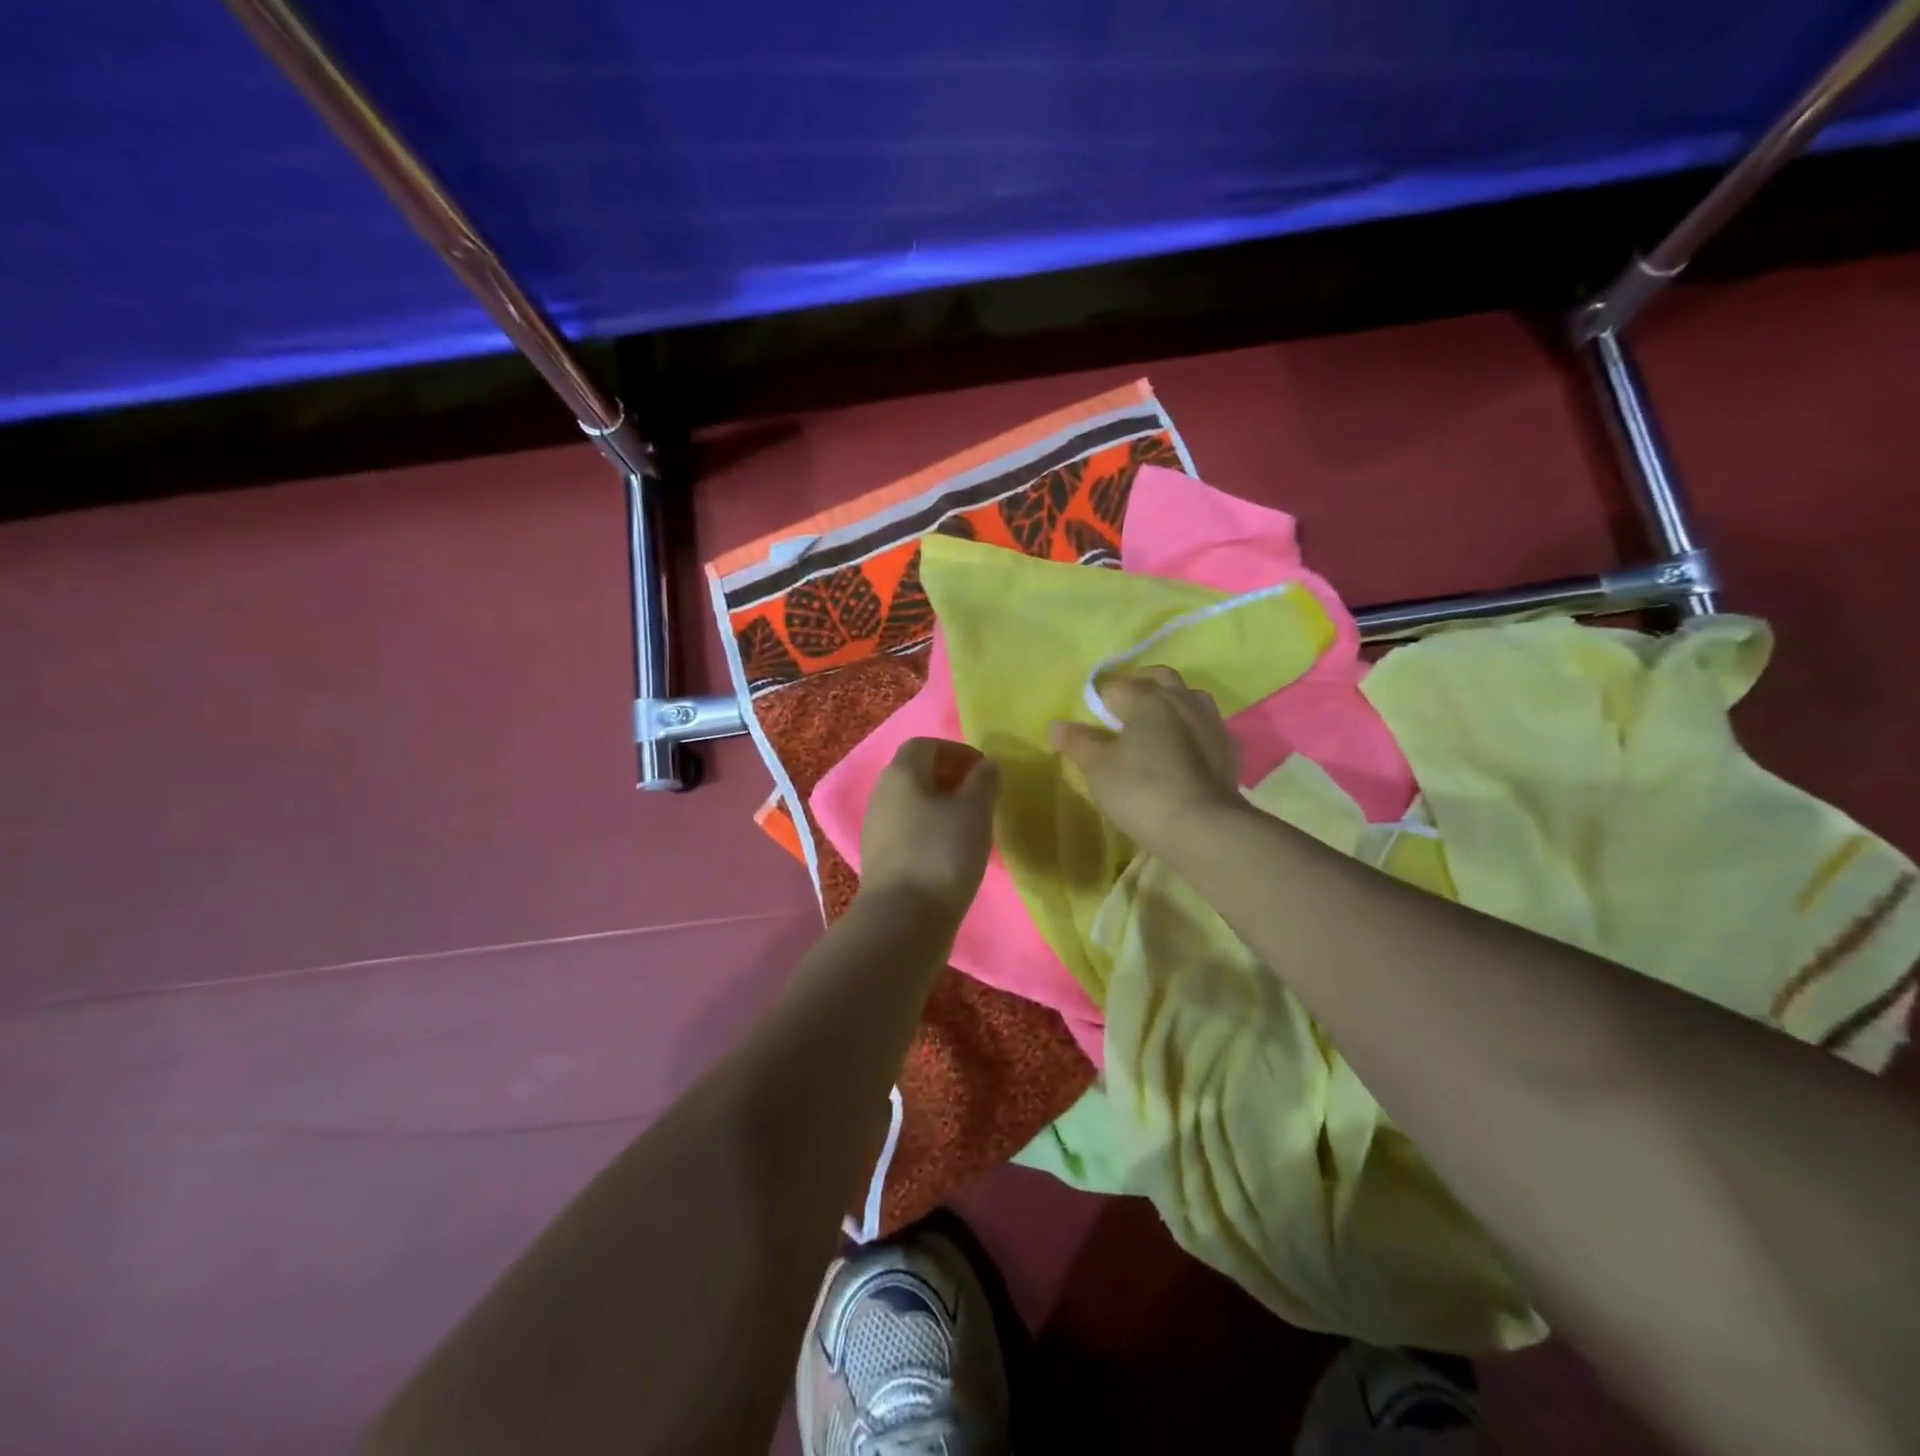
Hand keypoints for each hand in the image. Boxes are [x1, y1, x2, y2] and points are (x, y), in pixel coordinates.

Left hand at [858, 738, 1000, 922]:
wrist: (903, 920)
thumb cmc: (942, 854)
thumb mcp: (974, 811)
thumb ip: (984, 781)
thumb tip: (986, 765)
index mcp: (900, 774)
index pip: (925, 745)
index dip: (956, 750)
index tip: (983, 769)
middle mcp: (881, 795)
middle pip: (916, 773)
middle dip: (950, 778)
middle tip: (981, 796)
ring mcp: (876, 829)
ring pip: (912, 804)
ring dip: (942, 806)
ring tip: (972, 824)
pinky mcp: (881, 859)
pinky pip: (909, 831)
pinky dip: (931, 831)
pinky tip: (953, 851)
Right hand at [1049, 667, 1241, 849]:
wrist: (1204, 828)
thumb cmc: (1142, 791)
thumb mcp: (1098, 768)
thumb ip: (1077, 742)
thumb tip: (1057, 725)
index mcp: (1148, 698)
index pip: (1115, 687)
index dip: (1099, 704)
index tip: (1092, 728)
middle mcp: (1183, 700)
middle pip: (1159, 678)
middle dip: (1140, 687)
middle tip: (1122, 713)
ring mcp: (1211, 723)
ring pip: (1189, 698)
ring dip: (1171, 704)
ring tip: (1155, 729)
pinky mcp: (1229, 749)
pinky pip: (1206, 727)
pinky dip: (1191, 731)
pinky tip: (1183, 752)